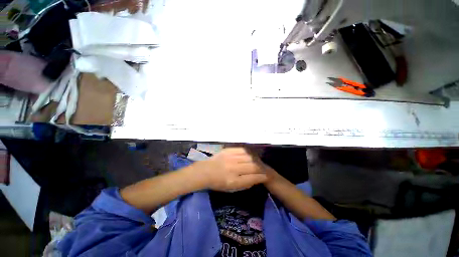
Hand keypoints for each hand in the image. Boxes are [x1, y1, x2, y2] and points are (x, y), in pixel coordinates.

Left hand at [197, 148, 267, 191]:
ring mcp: (230, 158)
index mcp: (233, 181)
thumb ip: (245, 184)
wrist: (205, 171)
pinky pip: (242, 150)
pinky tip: (249, 155)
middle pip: (253, 166)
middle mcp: (233, 168)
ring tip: (256, 162)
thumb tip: (256, 178)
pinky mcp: (228, 151)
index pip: (253, 177)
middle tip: (262, 169)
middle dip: (260, 168)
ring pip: (249, 157)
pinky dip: (248, 153)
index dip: (262, 177)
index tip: (266, 176)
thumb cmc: (218, 182)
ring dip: (255, 160)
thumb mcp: (231, 188)